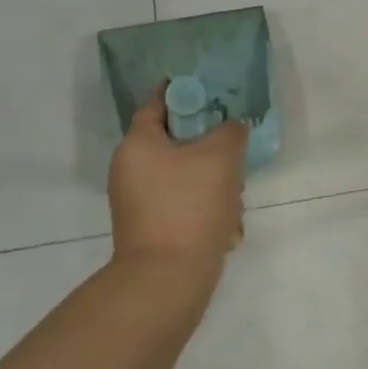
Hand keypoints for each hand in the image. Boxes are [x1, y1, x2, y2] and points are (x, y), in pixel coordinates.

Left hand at [107, 85, 249, 274]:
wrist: (168, 279)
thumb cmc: (190, 206)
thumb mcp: (221, 156)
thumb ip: (231, 131)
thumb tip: (232, 128)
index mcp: (138, 145)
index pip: (156, 104)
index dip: (182, 92)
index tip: (207, 89)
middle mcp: (130, 171)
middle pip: (176, 143)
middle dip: (211, 148)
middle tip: (235, 153)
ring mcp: (139, 203)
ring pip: (185, 177)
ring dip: (215, 183)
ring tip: (236, 200)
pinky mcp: (151, 230)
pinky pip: (184, 205)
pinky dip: (207, 210)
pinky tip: (228, 228)